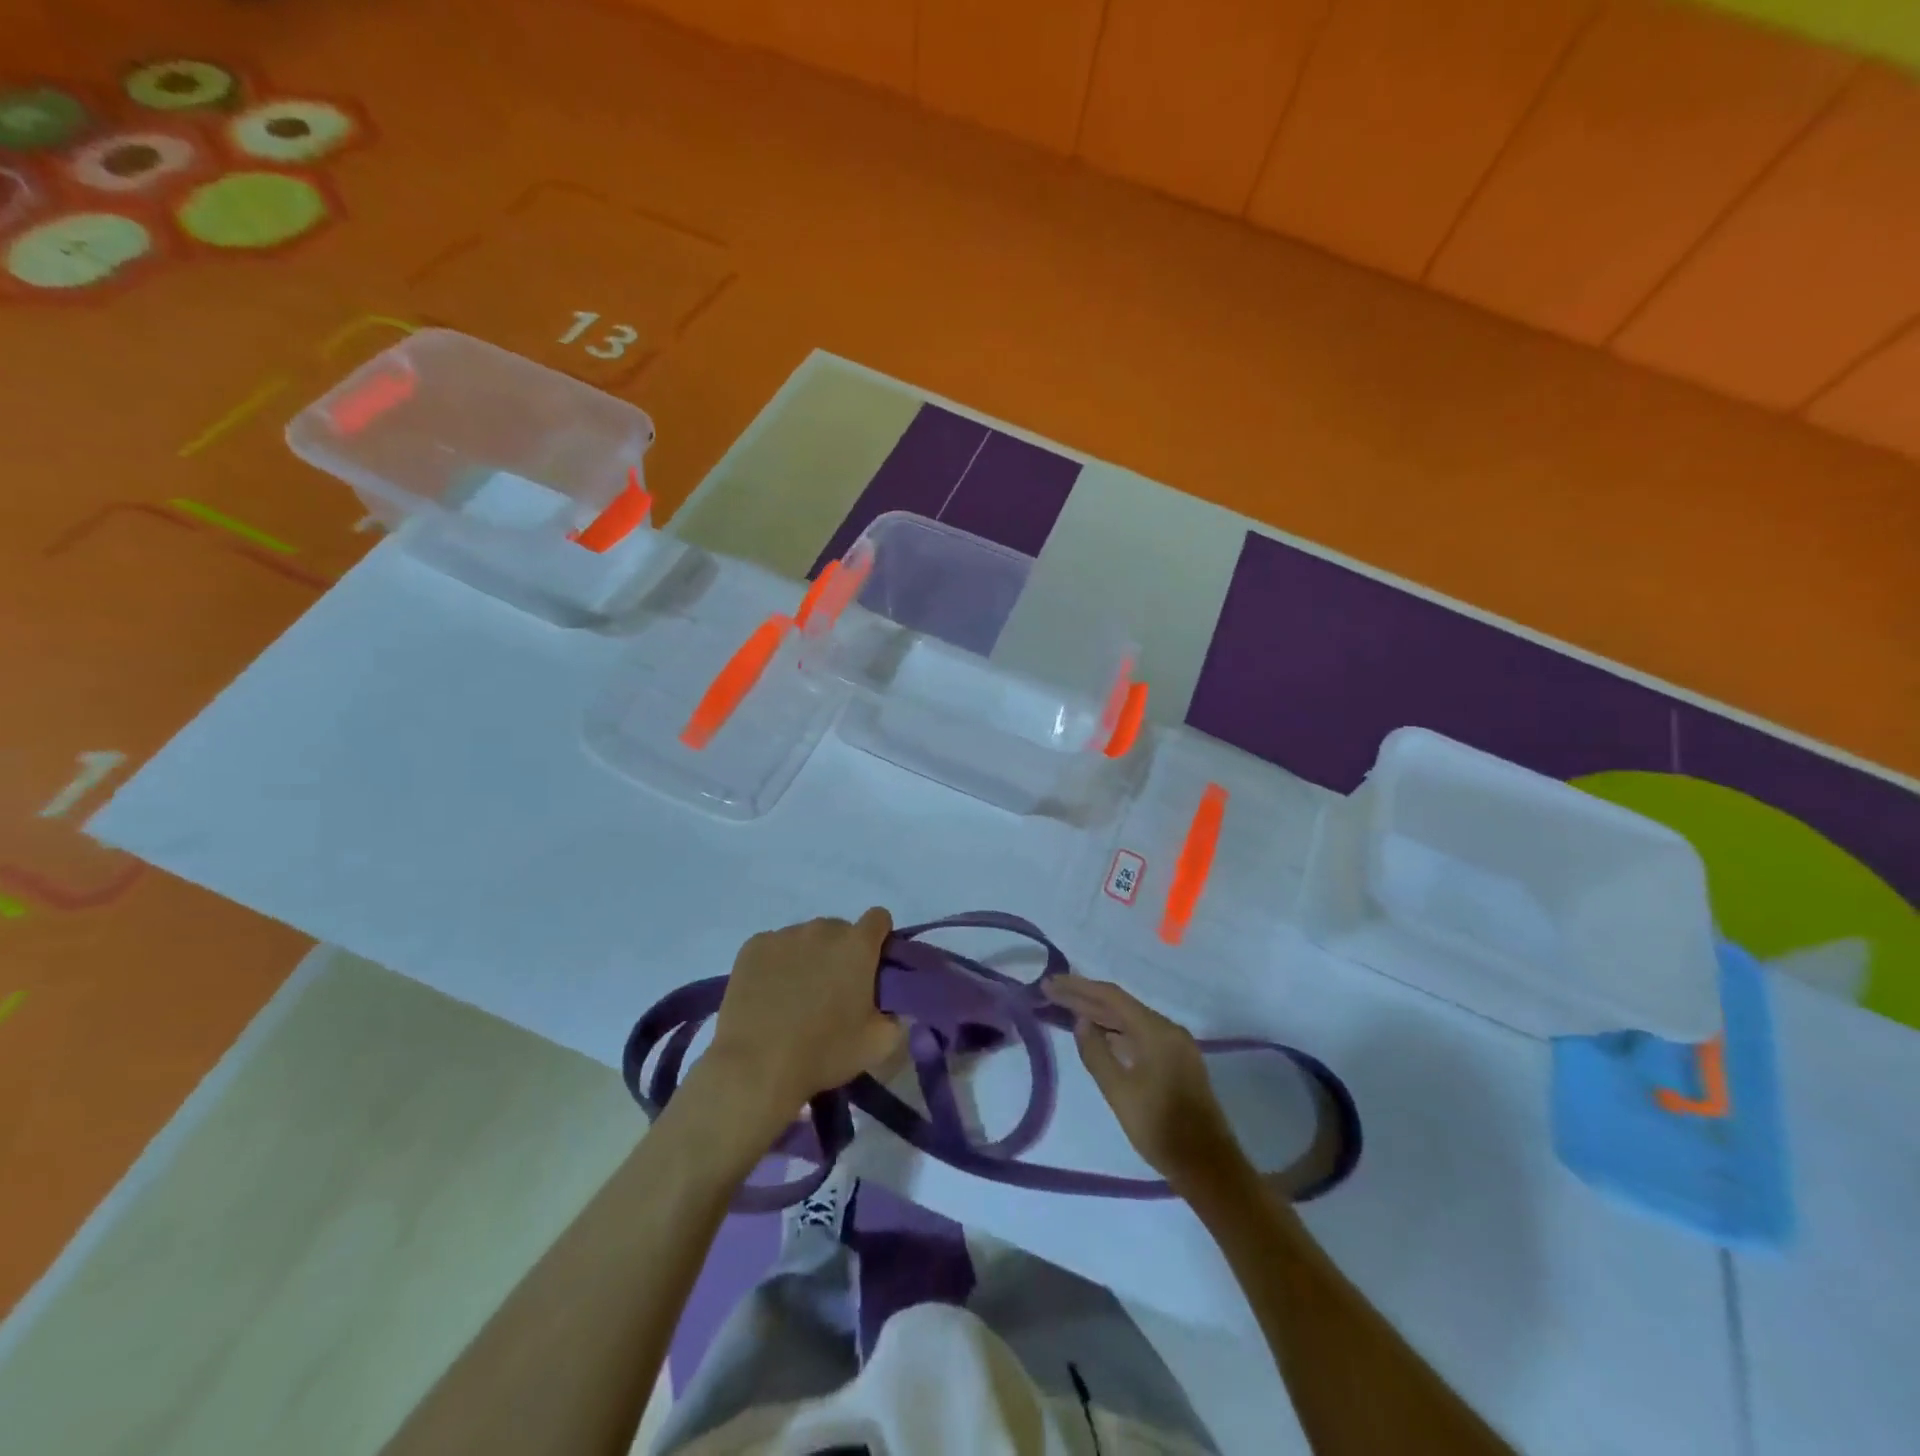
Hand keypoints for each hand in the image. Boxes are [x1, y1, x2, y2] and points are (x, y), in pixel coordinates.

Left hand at [700, 908, 904, 1140]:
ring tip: (796, 996)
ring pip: (806, 938)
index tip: (872, 967)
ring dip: (809, 957)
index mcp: (857, 945)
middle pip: (840, 930)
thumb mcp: (879, 1044)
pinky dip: (777, 963)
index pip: (879, 918)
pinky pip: (774, 946)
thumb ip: (898, 1017)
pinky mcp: (753, 946)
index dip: (879, 939)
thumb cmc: (824, 1052)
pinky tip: (770, 994)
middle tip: (833, 991)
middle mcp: (822, 929)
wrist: (756, 1067)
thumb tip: (895, 1007)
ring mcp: (784, 935)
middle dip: (841, 953)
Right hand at [1045, 974, 1250, 1196]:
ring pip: (1130, 1020)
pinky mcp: (1176, 1061)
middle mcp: (1168, 1029)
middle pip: (1120, 1005)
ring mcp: (1175, 1045)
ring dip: (1099, 1014)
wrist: (1207, 1167)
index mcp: (1157, 1031)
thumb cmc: (1160, 1128)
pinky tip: (1097, 1034)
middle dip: (1085, 998)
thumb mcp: (1119, 1091)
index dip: (1079, 988)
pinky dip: (1115, 1031)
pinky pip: (1140, 1035)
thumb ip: (1096, 1052)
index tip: (1051, 983)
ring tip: (1066, 1008)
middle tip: (1051, 991)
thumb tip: (1080, 1021)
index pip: (1111, 997)